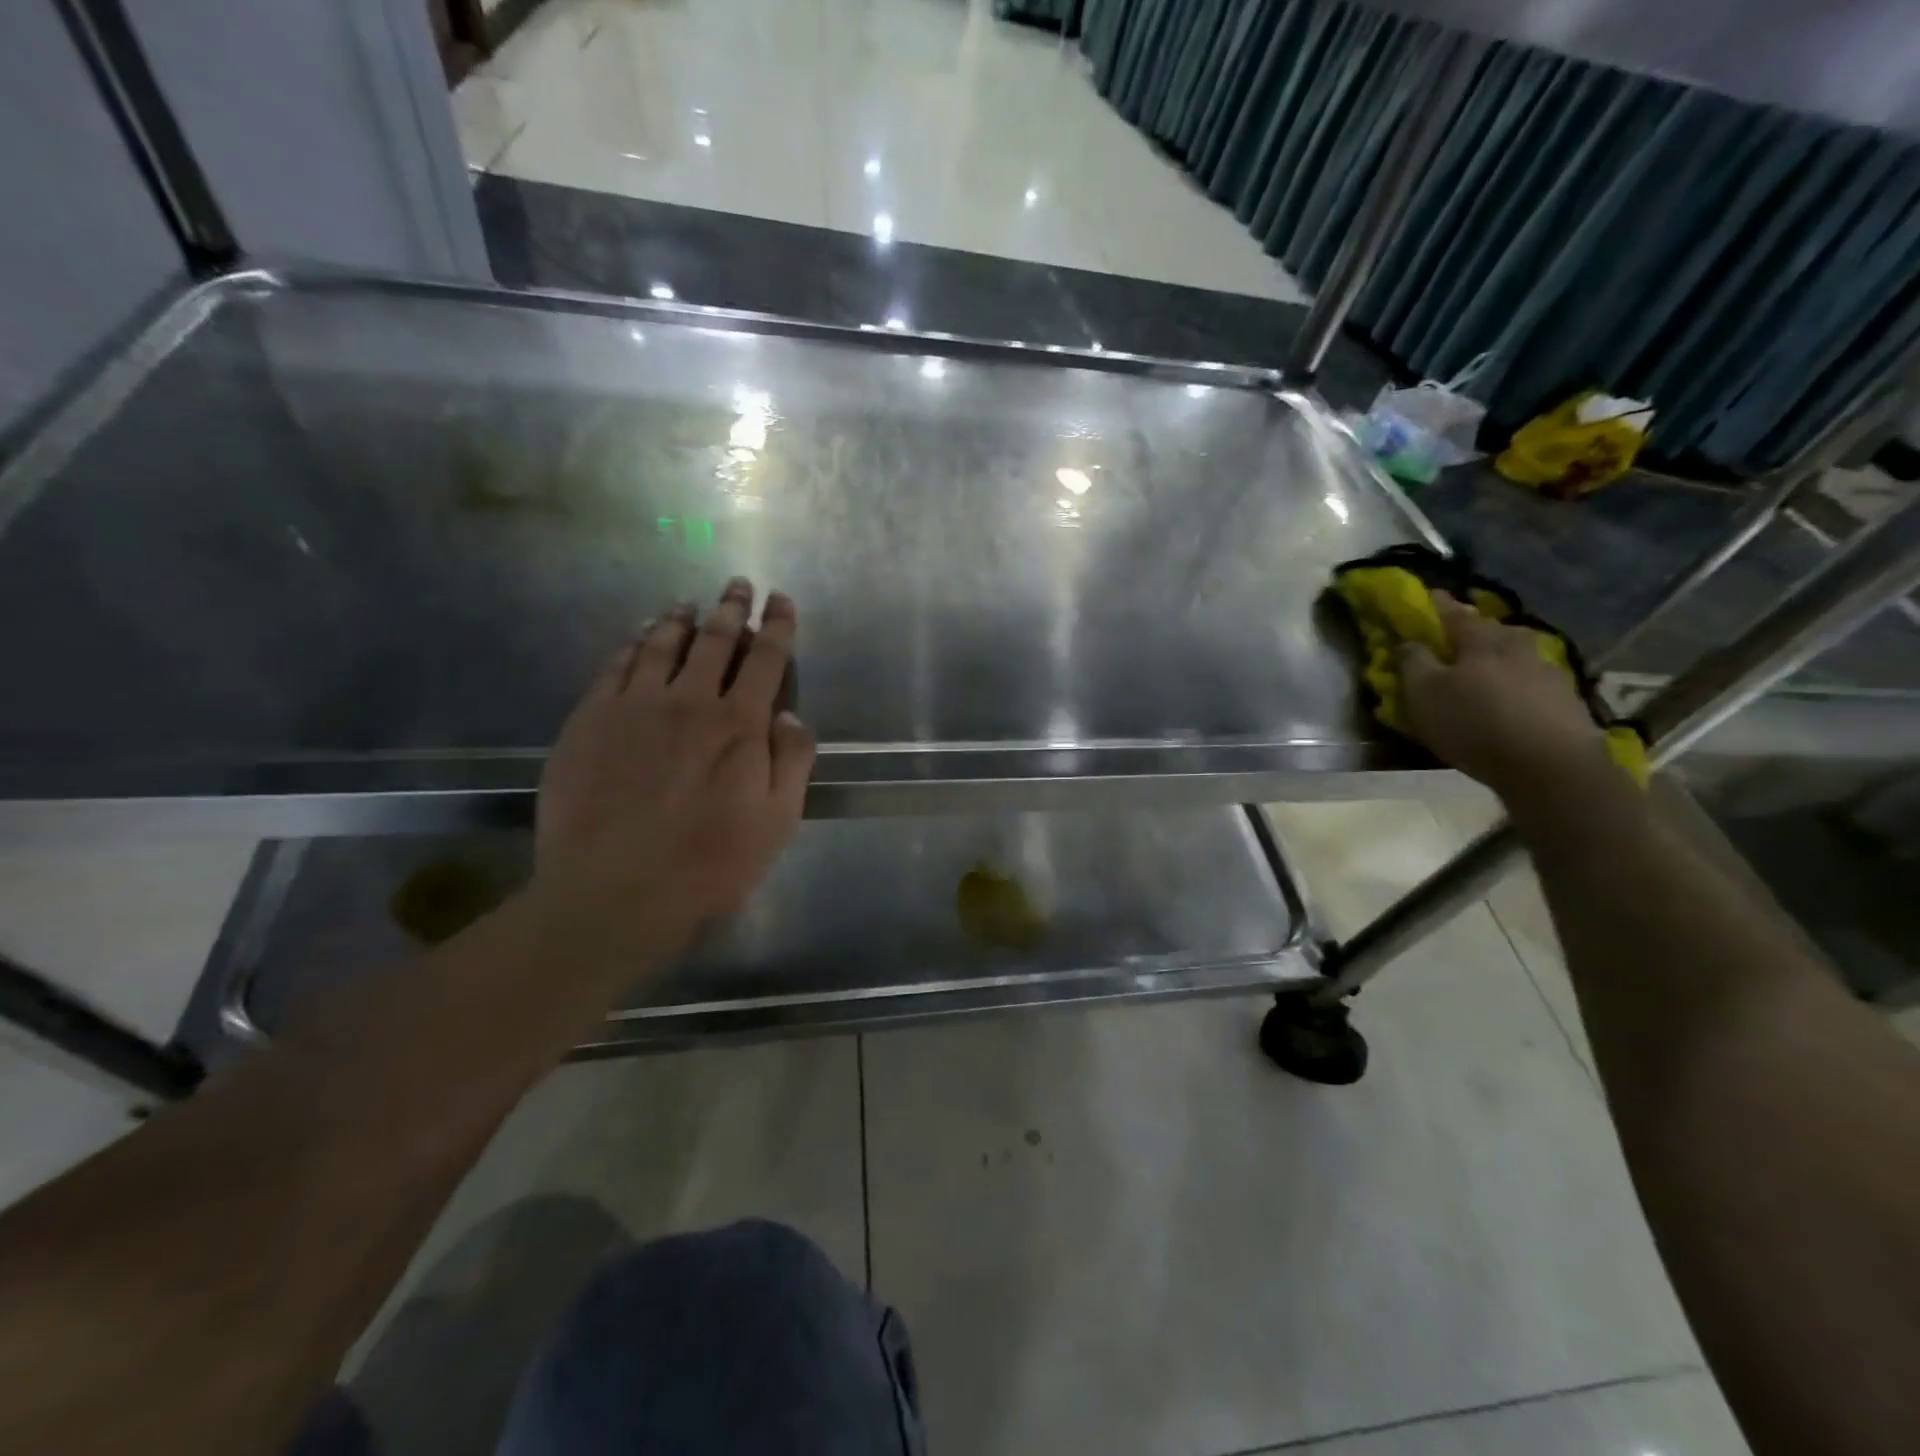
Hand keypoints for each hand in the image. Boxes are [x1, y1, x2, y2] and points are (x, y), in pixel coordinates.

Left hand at [529, 578, 814, 961]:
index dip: (777, 627)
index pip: (765, 660)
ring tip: (688, 604)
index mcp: (739, 725)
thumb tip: (789, 715)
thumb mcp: (777, 821)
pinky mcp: (589, 721)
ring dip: (680, 620)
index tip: (781, 601)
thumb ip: (791, 762)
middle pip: (715, 641)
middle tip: (738, 585)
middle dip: (732, 609)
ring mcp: (634, 707)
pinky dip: (631, 646)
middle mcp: (689, 702)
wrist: (613, 892)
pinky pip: (614, 668)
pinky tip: (636, 638)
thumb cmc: (709, 863)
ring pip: (661, 646)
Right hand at [1398, 593, 1607, 800]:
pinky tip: (1508, 699)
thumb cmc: (1474, 723)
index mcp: (1480, 640)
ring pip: (1514, 654)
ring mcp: (1547, 670)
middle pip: (1490, 630)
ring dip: (1497, 658)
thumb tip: (1408, 642)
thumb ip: (1413, 663)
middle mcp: (1517, 645)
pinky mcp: (1565, 699)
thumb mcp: (1424, 694)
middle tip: (1455, 639)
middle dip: (1472, 630)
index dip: (1437, 604)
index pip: (1453, 612)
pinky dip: (1515, 683)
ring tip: (1481, 673)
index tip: (1428, 596)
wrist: (1551, 765)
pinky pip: (1531, 680)